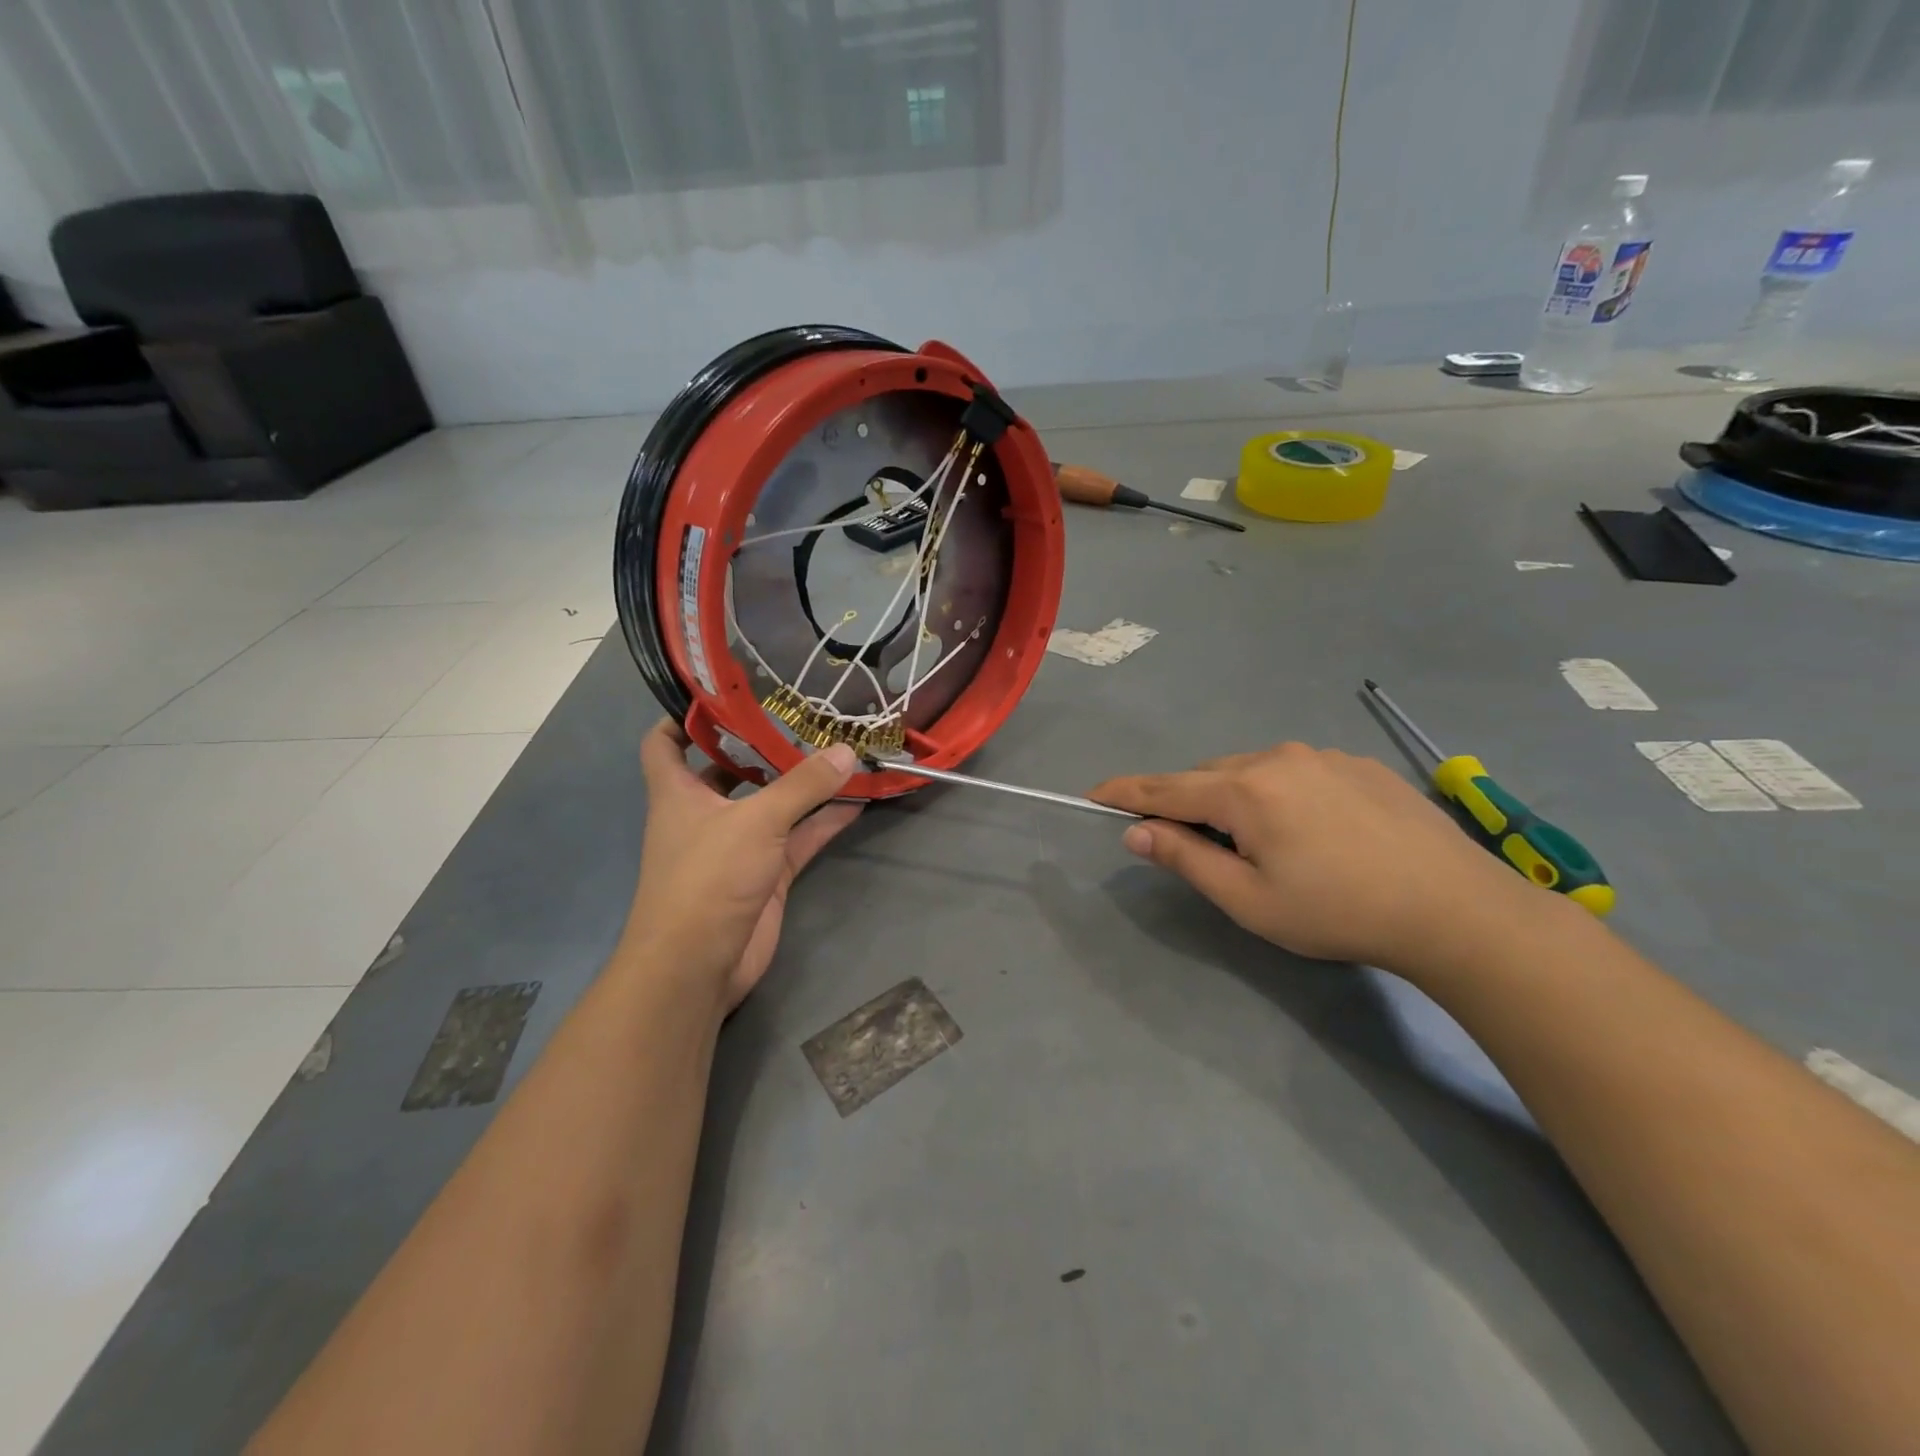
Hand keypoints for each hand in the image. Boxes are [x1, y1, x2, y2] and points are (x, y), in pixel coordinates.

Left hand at [627, 719, 862, 1011]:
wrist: (699, 965)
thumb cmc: (708, 878)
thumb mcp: (756, 822)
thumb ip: (803, 786)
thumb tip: (845, 750)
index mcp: (677, 792)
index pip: (665, 743)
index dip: (683, 716)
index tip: (721, 695)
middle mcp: (704, 813)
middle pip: (729, 769)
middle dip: (762, 745)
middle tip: (802, 716)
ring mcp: (737, 845)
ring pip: (773, 804)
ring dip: (802, 783)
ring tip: (840, 751)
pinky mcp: (765, 874)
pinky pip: (798, 838)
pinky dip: (823, 821)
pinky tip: (856, 801)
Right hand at [1090, 743, 1537, 972]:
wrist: (1454, 909)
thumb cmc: (1337, 911)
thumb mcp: (1249, 899)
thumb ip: (1187, 858)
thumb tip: (1137, 831)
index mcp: (1245, 789)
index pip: (1166, 786)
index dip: (1125, 792)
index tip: (1093, 794)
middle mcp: (1278, 757)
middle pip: (1210, 776)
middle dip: (1191, 804)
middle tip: (1200, 848)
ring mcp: (1323, 755)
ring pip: (1254, 771)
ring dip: (1238, 799)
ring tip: (1265, 846)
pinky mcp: (1359, 764)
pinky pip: (1297, 771)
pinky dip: (1281, 794)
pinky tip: (1314, 832)